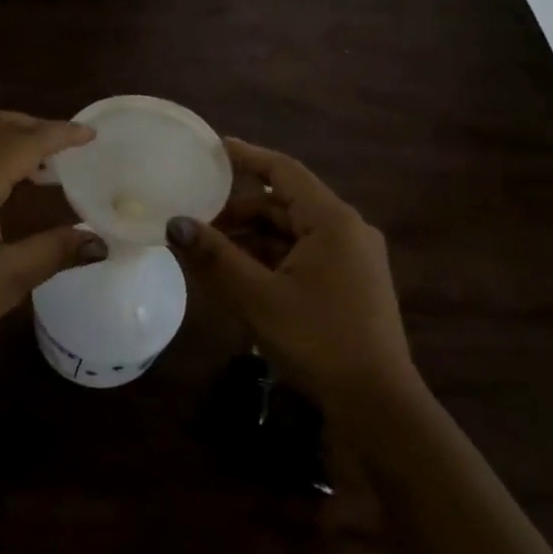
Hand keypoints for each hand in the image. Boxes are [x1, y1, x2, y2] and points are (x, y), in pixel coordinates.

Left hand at [0, 110, 108, 370]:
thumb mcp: (9, 278)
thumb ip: (57, 250)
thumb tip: (100, 241)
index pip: (22, 142)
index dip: (60, 134)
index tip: (91, 134)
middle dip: (34, 126)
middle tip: (69, 145)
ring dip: (9, 135)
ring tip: (44, 161)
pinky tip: (7, 179)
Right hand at [166, 137, 419, 410]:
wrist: (377, 404)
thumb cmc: (317, 340)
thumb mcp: (257, 297)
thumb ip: (214, 257)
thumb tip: (174, 223)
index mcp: (332, 221)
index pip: (283, 171)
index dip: (246, 157)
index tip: (212, 149)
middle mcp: (347, 230)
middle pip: (285, 204)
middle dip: (240, 210)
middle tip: (196, 217)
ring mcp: (352, 258)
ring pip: (292, 233)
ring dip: (252, 238)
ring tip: (209, 250)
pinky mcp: (350, 283)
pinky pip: (303, 256)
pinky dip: (270, 259)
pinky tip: (240, 276)